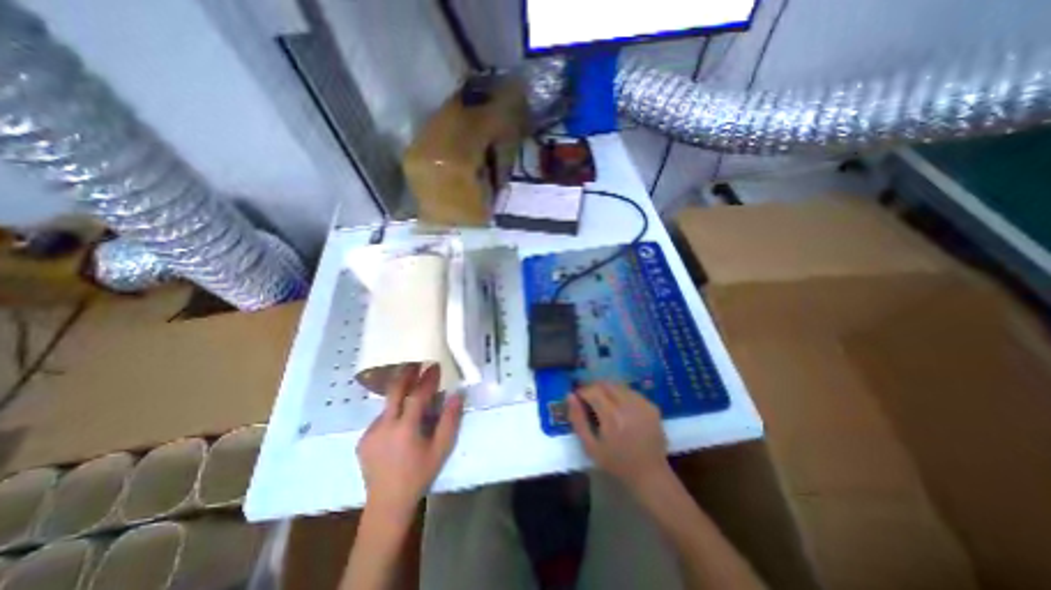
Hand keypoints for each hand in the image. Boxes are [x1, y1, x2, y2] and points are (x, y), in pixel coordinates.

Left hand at [358, 364, 463, 519]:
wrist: (387, 504)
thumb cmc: (419, 474)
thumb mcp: (441, 449)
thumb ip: (450, 420)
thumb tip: (457, 395)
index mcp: (405, 428)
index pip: (418, 394)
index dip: (428, 379)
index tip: (435, 366)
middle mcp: (384, 425)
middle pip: (395, 391)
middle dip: (406, 374)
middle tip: (417, 363)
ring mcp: (370, 432)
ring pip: (386, 404)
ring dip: (399, 393)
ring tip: (410, 386)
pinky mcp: (363, 440)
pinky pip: (380, 418)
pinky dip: (392, 411)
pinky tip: (399, 418)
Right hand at [572, 382, 668, 487]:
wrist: (650, 475)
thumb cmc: (616, 464)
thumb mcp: (590, 447)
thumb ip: (578, 420)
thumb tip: (570, 396)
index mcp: (612, 416)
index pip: (593, 390)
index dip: (582, 391)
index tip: (578, 398)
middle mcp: (628, 405)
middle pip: (606, 384)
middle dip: (594, 388)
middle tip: (589, 399)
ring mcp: (642, 404)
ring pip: (619, 385)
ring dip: (607, 390)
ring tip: (604, 403)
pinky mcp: (652, 406)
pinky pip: (631, 392)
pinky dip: (621, 395)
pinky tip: (620, 408)